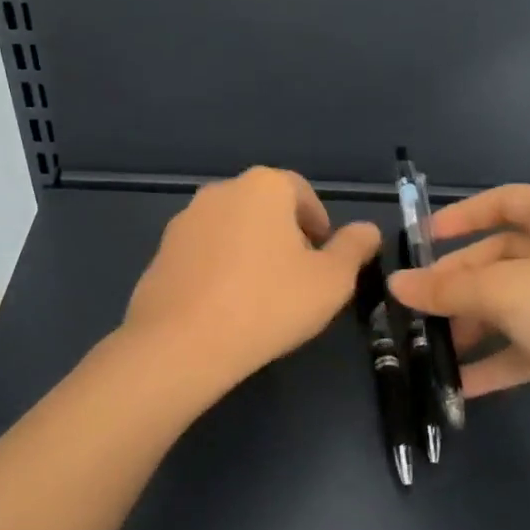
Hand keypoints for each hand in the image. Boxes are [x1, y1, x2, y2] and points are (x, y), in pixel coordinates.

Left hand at [123, 167, 382, 394]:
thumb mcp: (331, 281)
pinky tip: (225, 306)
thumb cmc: (269, 304)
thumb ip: (354, 248)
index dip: (319, 225)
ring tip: (261, 296)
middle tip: (298, 279)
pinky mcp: (161, 251)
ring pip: (232, 229)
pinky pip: (204, 253)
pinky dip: (219, 269)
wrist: (182, 343)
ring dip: (250, 252)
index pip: (301, 193)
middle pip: (265, 208)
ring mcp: (184, 220)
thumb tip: (368, 229)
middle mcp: (221, 191)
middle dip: (285, 236)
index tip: (324, 260)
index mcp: (263, 186)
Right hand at [388, 185, 529, 448]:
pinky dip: (498, 361)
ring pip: (513, 305)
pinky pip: (529, 344)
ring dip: (474, 326)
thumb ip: (446, 289)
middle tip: (419, 308)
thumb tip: (395, 284)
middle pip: (501, 259)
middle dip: (458, 285)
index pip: (505, 201)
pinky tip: (462, 385)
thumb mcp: (504, 292)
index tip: (424, 240)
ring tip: (434, 350)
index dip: (462, 216)